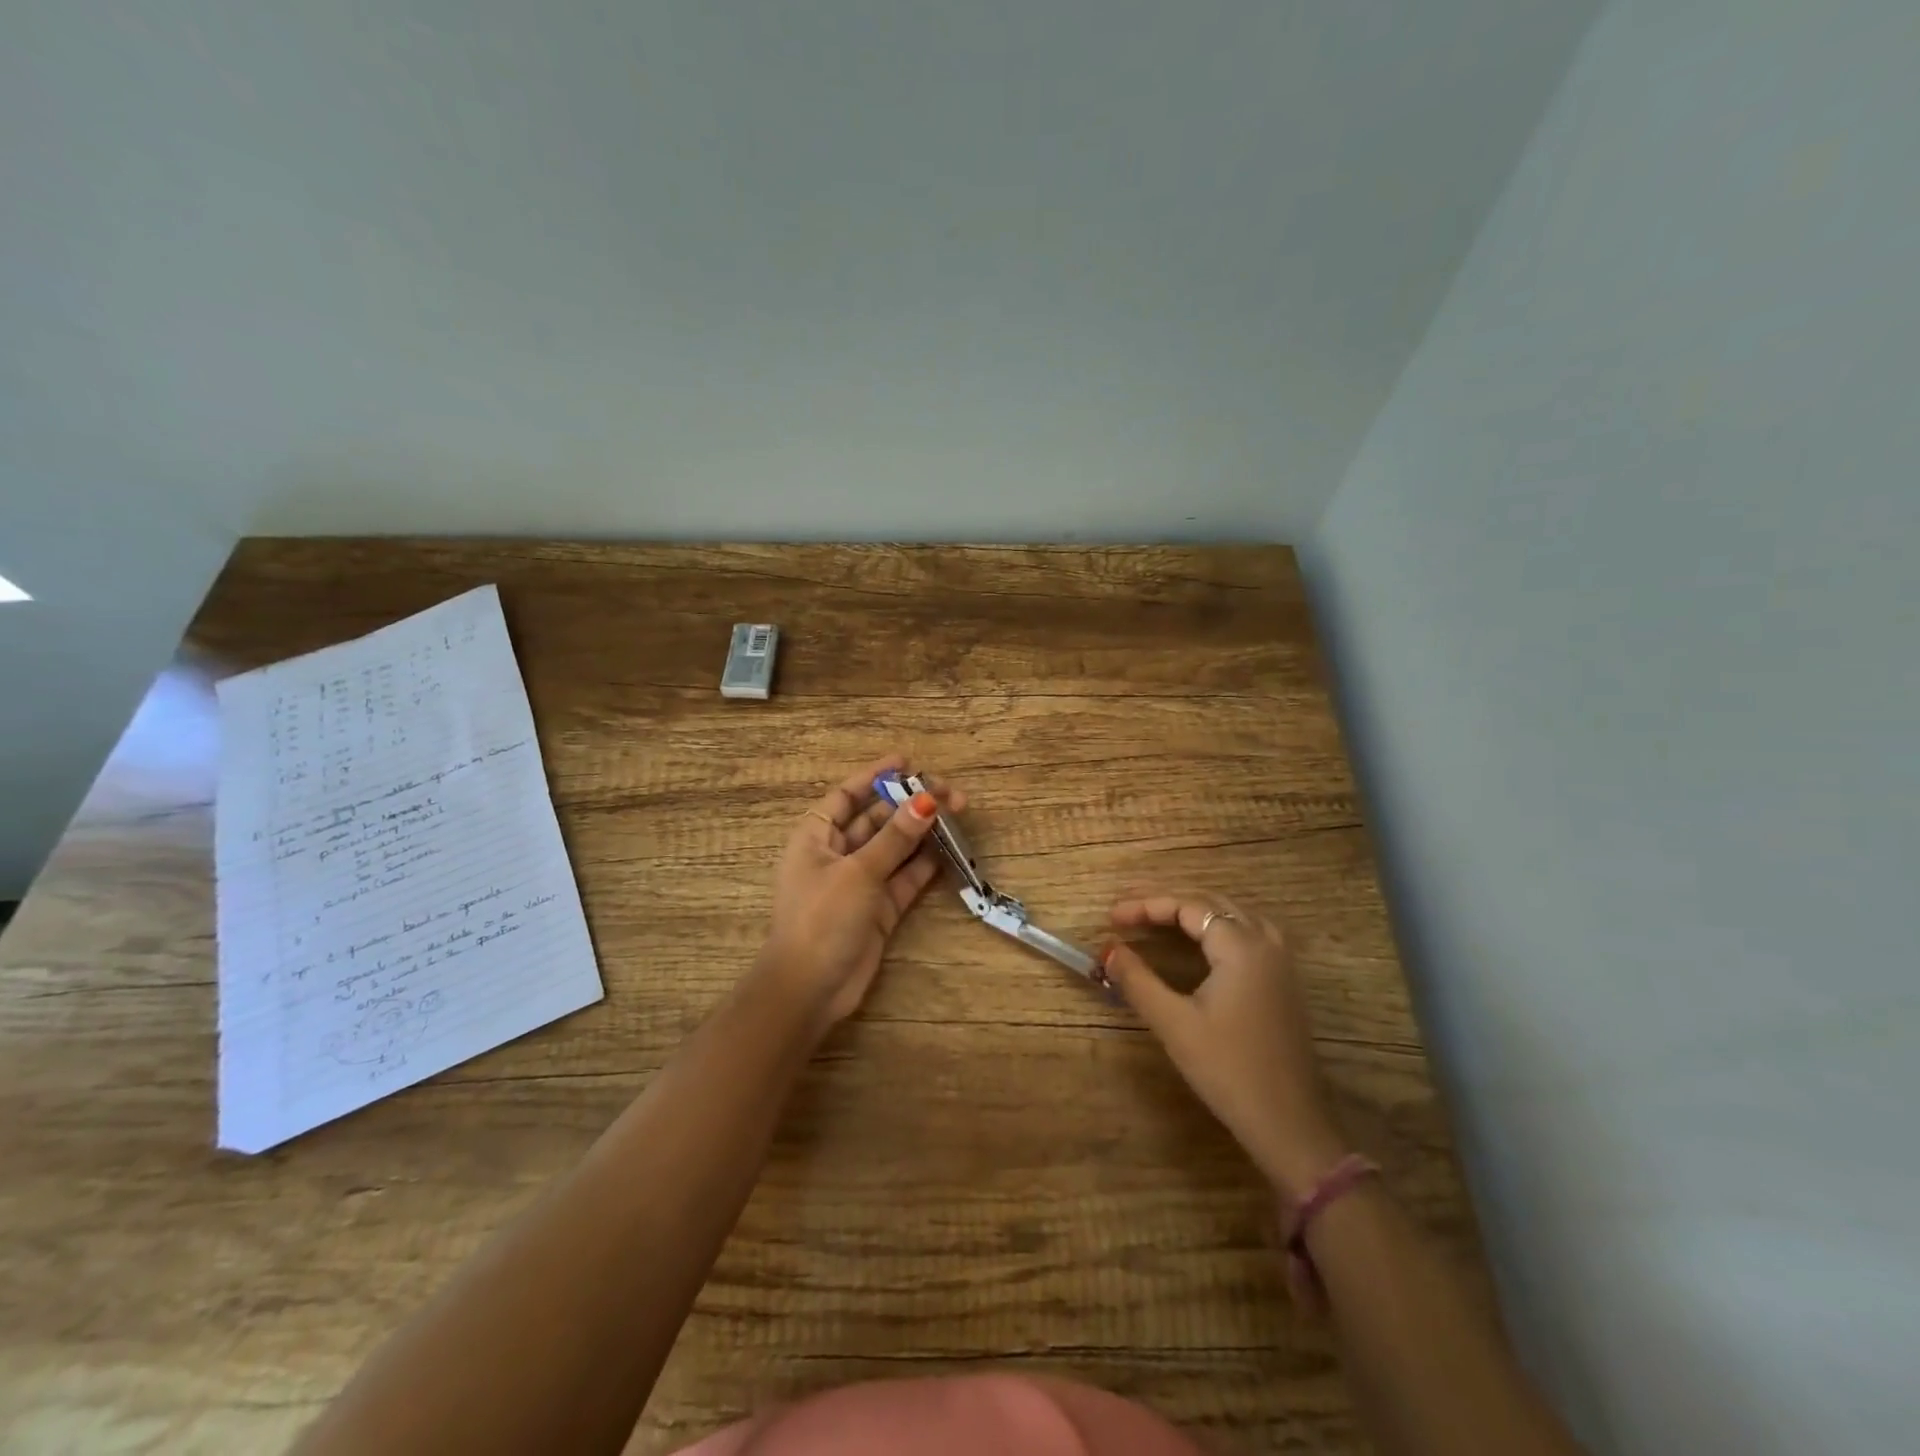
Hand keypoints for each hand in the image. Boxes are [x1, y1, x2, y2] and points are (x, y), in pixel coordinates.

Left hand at [759, 755, 963, 1033]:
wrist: (810, 989)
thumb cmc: (822, 918)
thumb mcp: (858, 871)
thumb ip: (895, 838)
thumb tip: (926, 801)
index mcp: (815, 837)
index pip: (847, 796)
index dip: (875, 777)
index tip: (906, 762)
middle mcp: (837, 854)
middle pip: (876, 819)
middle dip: (909, 804)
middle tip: (949, 792)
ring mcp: (859, 882)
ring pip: (894, 848)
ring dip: (922, 832)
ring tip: (958, 813)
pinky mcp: (878, 909)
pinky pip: (904, 878)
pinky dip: (924, 864)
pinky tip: (949, 848)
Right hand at [1103, 891, 1347, 1200]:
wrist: (1289, 1123)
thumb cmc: (1229, 1070)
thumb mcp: (1175, 1024)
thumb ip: (1137, 980)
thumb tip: (1108, 949)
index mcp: (1241, 946)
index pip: (1187, 905)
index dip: (1145, 905)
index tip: (1111, 917)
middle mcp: (1265, 941)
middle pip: (1210, 901)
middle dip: (1165, 899)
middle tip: (1126, 907)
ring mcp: (1280, 960)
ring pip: (1231, 913)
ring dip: (1191, 908)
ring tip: (1154, 913)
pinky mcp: (1283, 979)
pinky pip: (1245, 931)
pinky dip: (1213, 924)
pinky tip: (1196, 939)